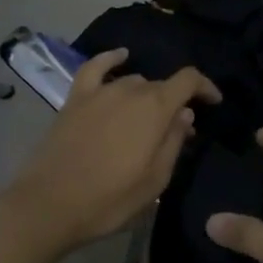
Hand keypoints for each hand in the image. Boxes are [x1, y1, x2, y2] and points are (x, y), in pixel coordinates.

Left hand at [6, 48, 219, 255]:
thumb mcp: (155, 180)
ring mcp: (100, 92)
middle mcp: (130, 90)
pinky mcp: (75, 99)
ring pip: (133, 81)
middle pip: (161, 85)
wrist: (49, 206)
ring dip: (146, 94)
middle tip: (174, 129)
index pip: (189, 80)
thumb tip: (184, 115)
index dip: (206, 87)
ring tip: (147, 115)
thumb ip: (173, 142)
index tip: (214, 102)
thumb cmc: (109, 199)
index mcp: (155, 108)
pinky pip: (96, 67)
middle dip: (173, 102)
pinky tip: (121, 56)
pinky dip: (111, 59)